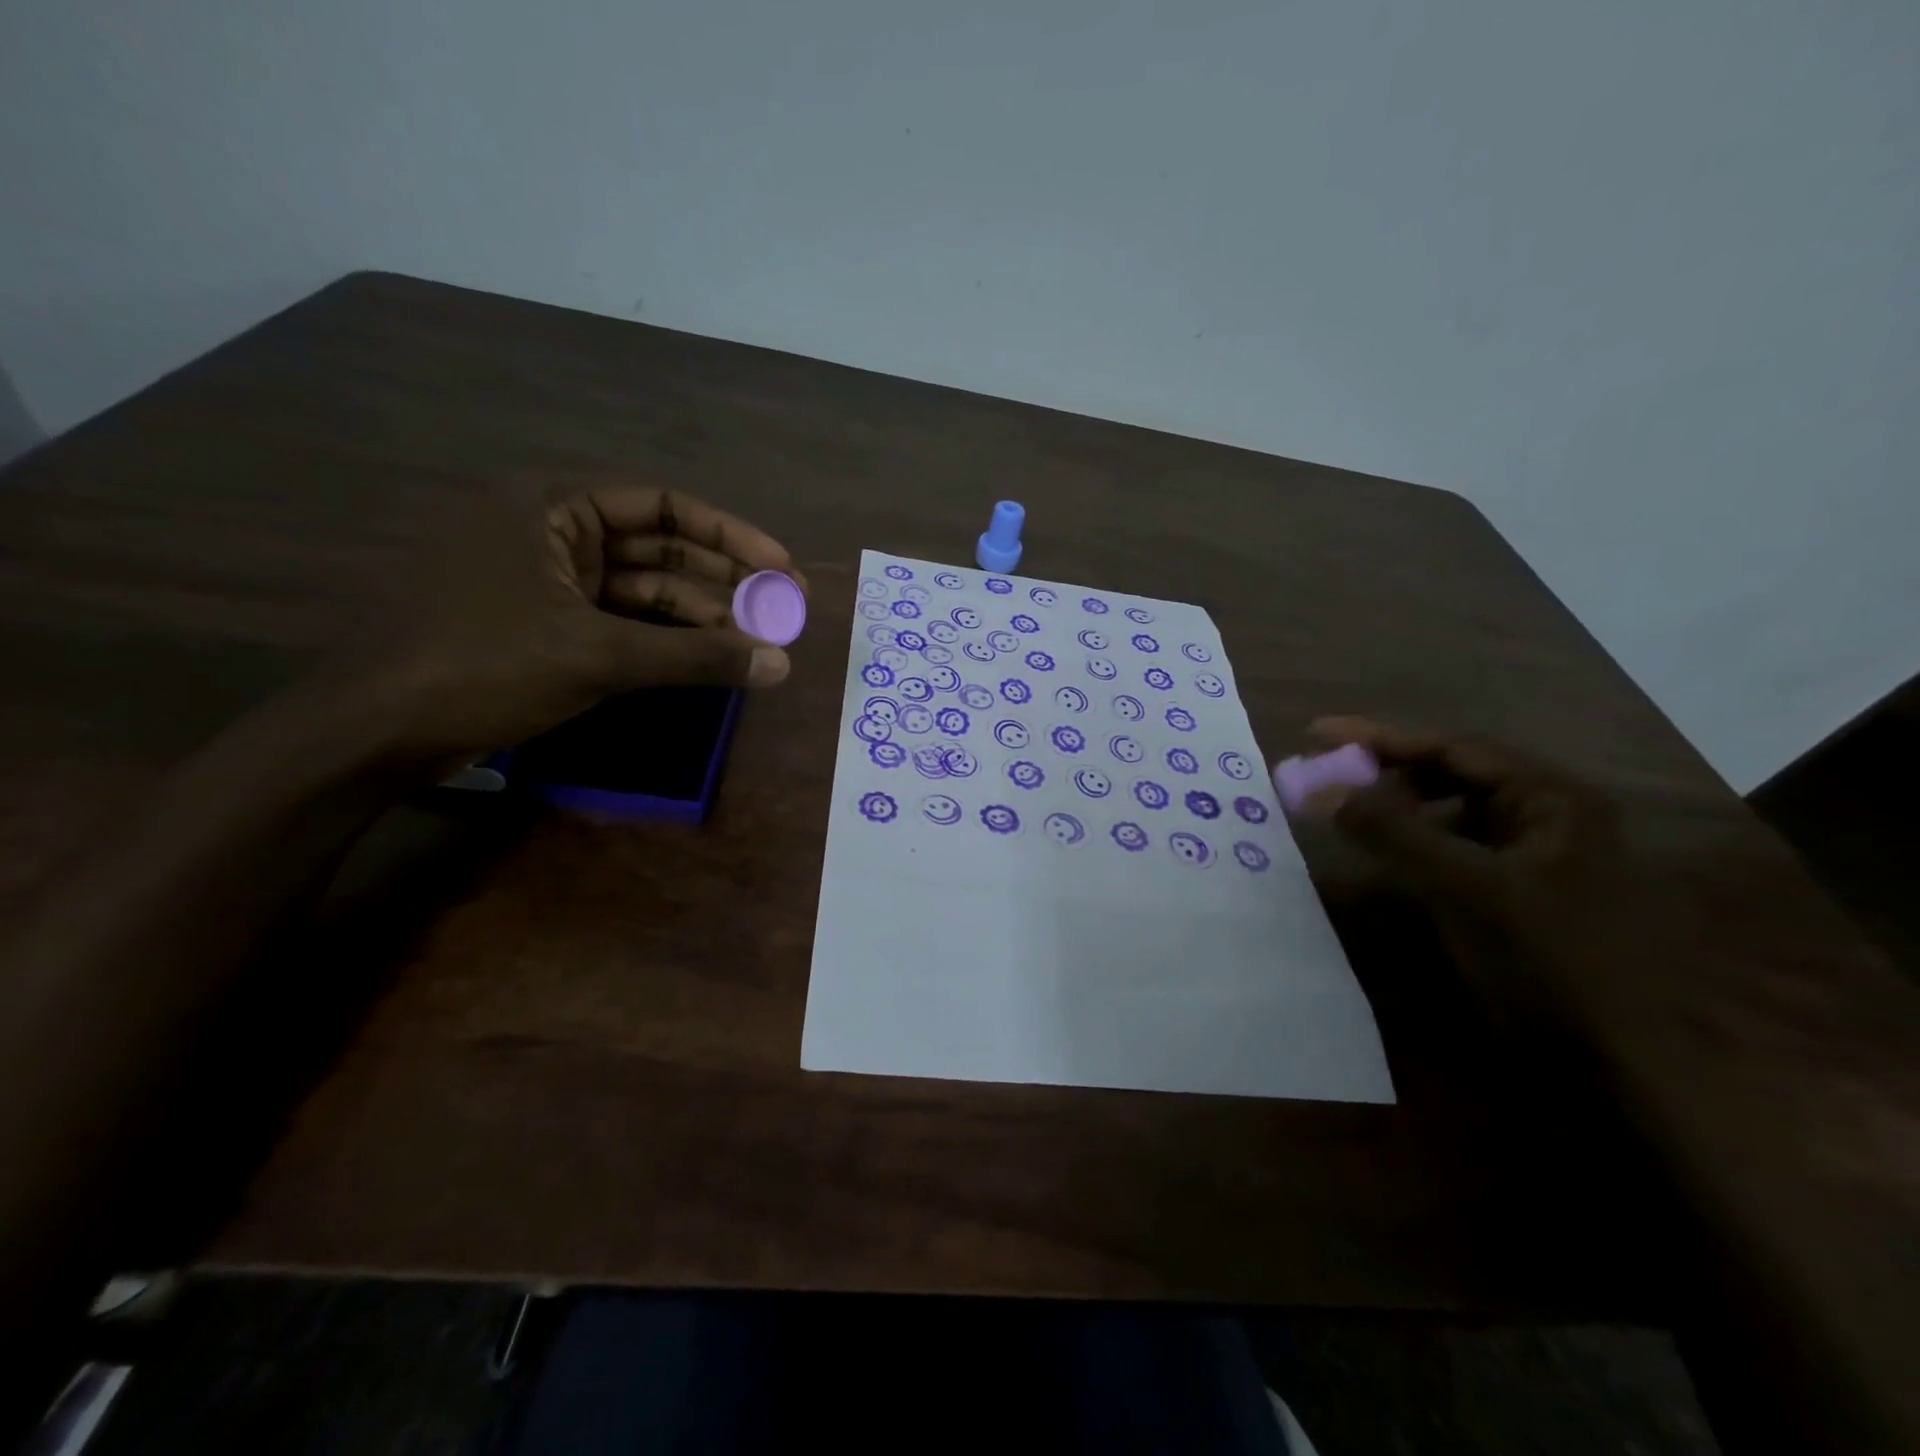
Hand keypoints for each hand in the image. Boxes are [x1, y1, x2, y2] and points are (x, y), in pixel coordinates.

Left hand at [336, 484, 803, 767]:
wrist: (373, 732)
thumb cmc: (481, 666)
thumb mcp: (597, 656)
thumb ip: (696, 657)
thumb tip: (781, 665)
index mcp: (551, 505)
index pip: (663, 506)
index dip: (731, 536)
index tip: (782, 569)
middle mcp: (550, 531)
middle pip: (659, 548)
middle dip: (723, 581)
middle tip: (784, 611)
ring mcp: (546, 581)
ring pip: (642, 590)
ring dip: (700, 615)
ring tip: (758, 642)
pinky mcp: (544, 625)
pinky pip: (620, 622)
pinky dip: (664, 640)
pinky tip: (709, 657)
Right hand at [1297, 717, 1634, 1014]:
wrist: (1610, 1070)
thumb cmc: (1547, 963)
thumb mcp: (1464, 888)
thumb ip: (1390, 830)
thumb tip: (1317, 788)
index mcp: (1554, 800)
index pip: (1454, 748)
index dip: (1380, 738)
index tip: (1316, 733)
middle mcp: (1549, 816)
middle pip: (1453, 774)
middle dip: (1387, 770)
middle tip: (1326, 774)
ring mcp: (1536, 856)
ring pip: (1452, 811)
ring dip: (1398, 805)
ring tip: (1347, 808)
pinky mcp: (1518, 892)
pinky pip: (1455, 847)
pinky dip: (1414, 841)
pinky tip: (1384, 851)